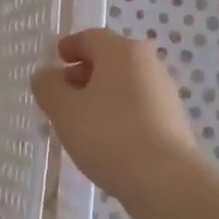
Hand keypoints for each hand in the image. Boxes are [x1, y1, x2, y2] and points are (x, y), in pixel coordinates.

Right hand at [31, 28, 209, 218]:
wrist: (165, 181)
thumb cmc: (108, 135)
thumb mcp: (64, 110)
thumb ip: (48, 87)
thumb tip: (46, 75)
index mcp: (122, 51)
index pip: (90, 37)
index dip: (68, 48)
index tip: (54, 63)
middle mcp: (148, 63)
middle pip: (108, 59)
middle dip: (82, 73)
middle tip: (61, 96)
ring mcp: (164, 92)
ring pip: (123, 84)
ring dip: (99, 95)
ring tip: (79, 122)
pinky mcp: (172, 120)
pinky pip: (136, 106)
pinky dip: (117, 113)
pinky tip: (104, 138)